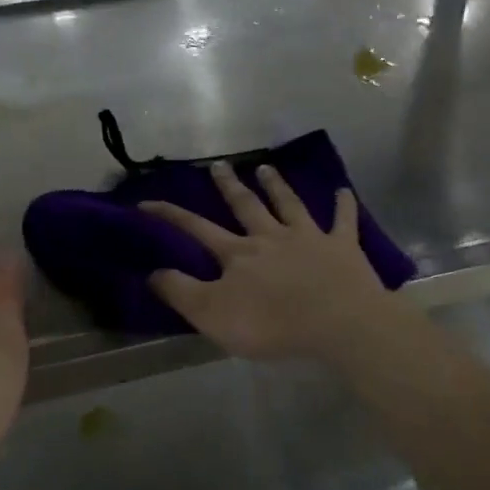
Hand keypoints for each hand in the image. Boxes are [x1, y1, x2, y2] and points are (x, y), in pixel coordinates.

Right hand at [141, 161, 398, 362]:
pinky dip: (343, 205)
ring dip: (276, 185)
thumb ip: (181, 292)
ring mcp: (308, 238)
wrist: (337, 323)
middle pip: (246, 206)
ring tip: (266, 167)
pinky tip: (343, 191)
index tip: (147, 202)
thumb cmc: (271, 323)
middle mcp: (270, 237)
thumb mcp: (212, 314)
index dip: (170, 216)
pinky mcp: (342, 247)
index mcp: (238, 254)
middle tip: (219, 165)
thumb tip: (152, 271)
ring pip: (289, 204)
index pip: (196, 229)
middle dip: (229, 185)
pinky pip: (343, 220)